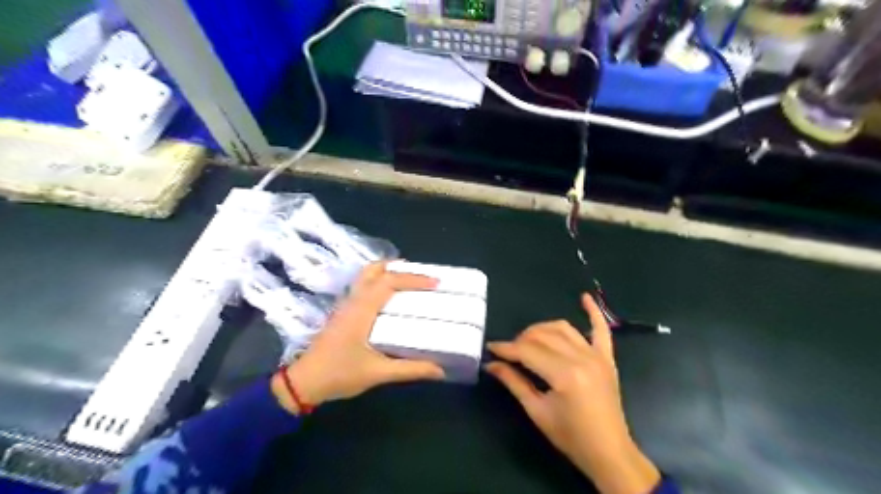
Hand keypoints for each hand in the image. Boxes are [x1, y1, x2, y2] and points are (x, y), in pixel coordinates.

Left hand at [273, 262, 444, 412]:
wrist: (303, 382)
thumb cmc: (339, 374)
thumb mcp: (378, 373)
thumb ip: (410, 370)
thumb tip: (440, 369)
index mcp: (362, 309)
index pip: (389, 282)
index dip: (413, 278)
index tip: (435, 282)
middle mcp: (353, 301)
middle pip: (374, 270)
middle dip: (399, 268)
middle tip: (421, 277)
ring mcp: (345, 305)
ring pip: (366, 276)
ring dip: (388, 273)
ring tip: (409, 283)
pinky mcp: (343, 312)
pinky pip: (363, 287)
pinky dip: (379, 283)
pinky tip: (390, 299)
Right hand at [481, 295, 660, 491]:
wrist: (609, 451)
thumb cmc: (570, 436)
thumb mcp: (537, 411)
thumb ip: (514, 382)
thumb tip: (491, 364)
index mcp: (564, 375)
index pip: (527, 351)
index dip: (506, 349)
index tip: (491, 348)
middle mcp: (581, 358)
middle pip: (543, 336)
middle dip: (520, 339)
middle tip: (508, 351)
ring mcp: (596, 355)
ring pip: (563, 328)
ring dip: (542, 329)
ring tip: (529, 339)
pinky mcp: (606, 358)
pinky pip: (601, 329)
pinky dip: (593, 312)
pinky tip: (584, 297)